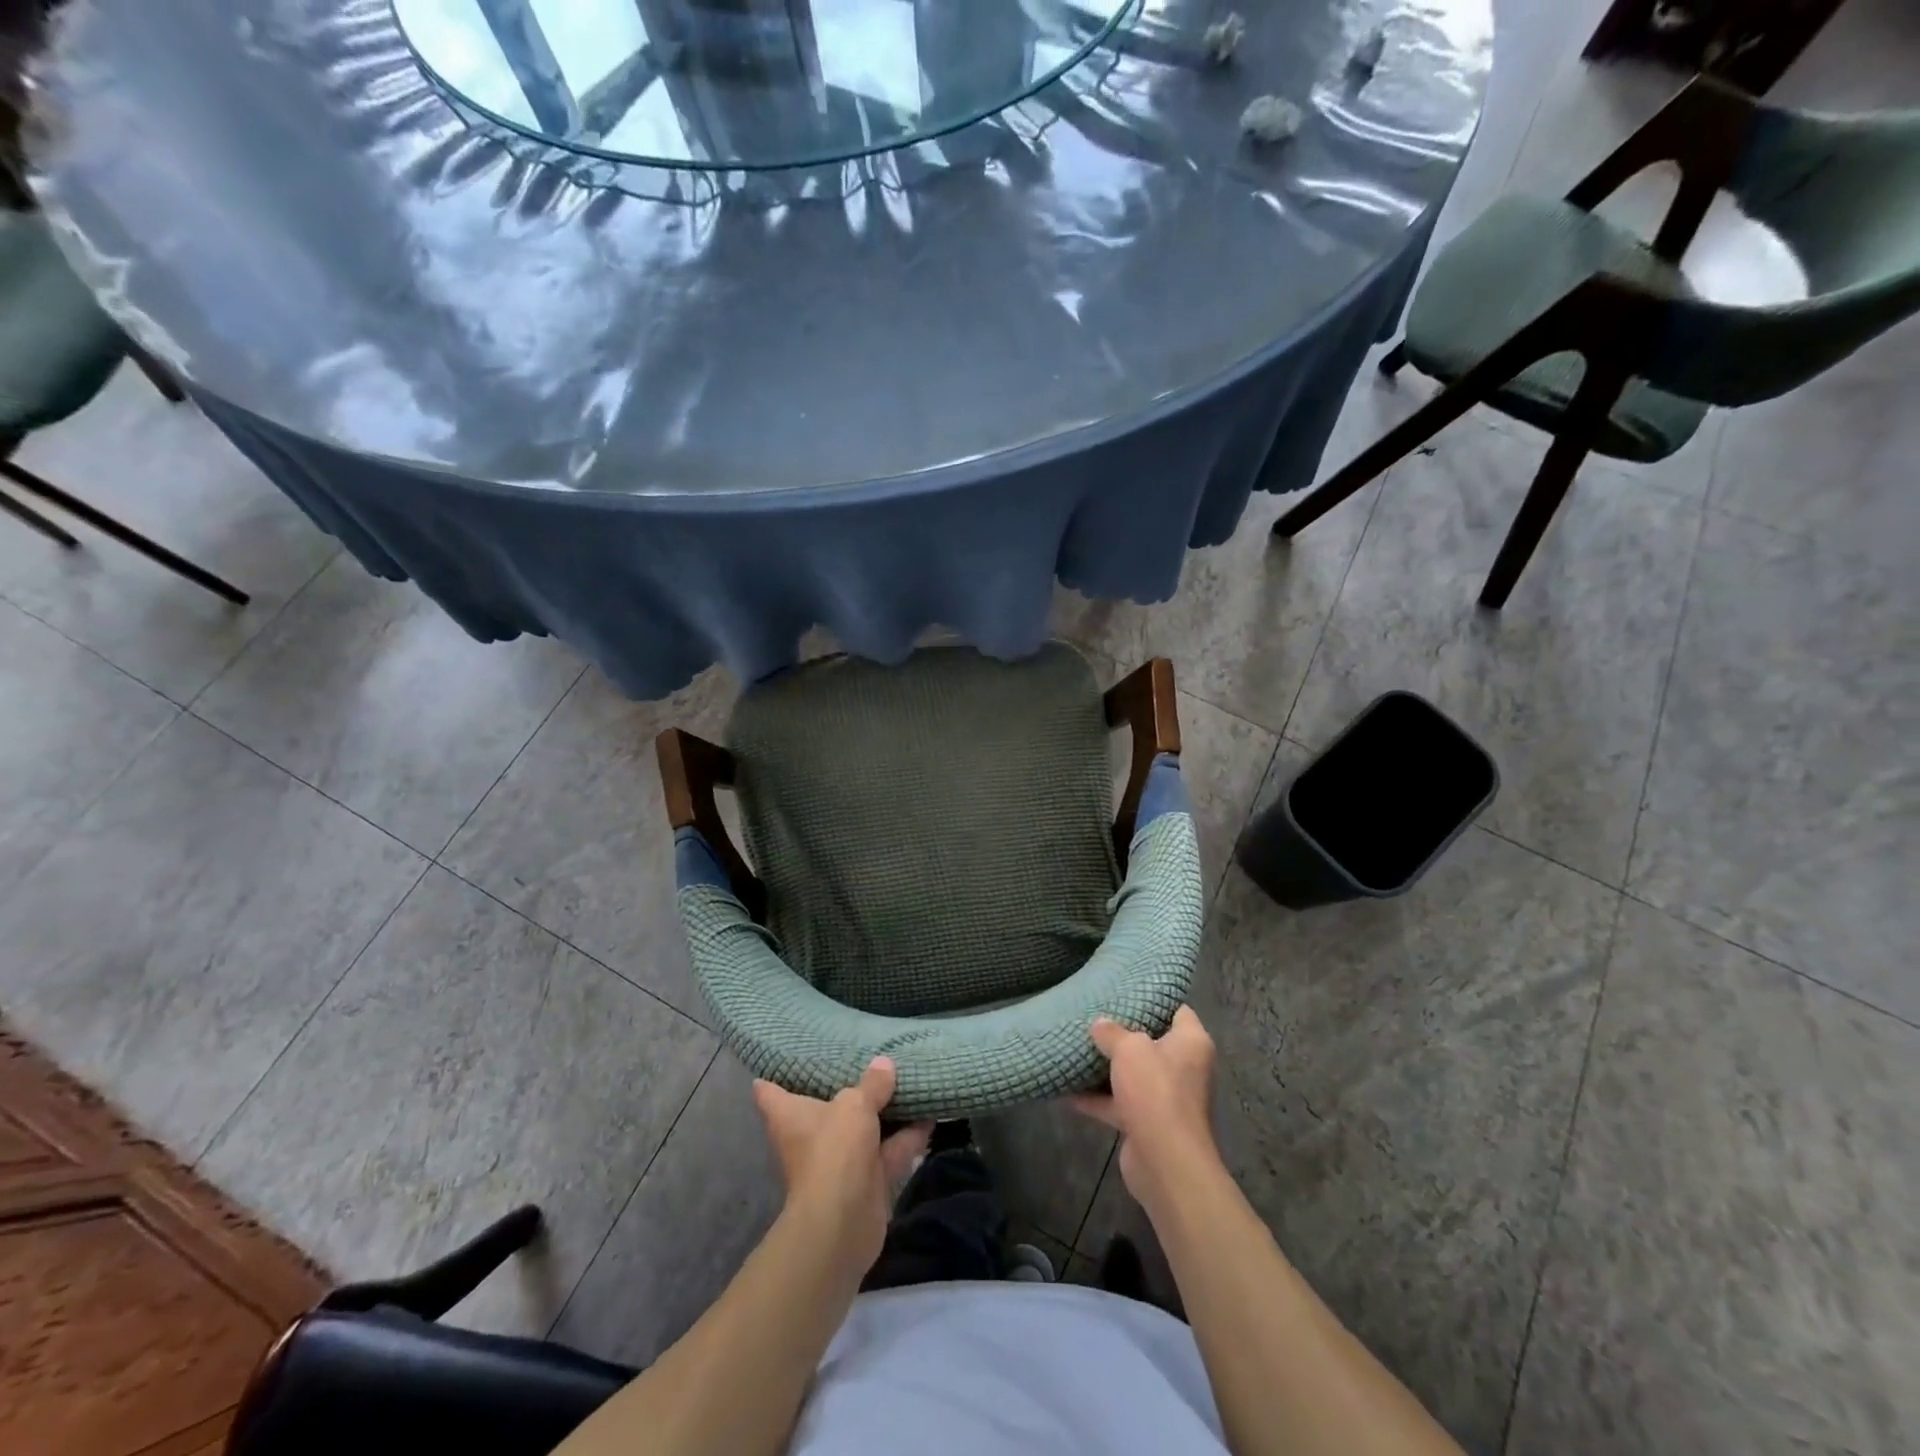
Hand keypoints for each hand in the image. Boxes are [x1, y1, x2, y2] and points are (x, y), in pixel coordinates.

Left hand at [753, 1058, 931, 1274]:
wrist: (844, 1222)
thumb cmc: (834, 1150)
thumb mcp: (855, 1105)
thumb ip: (872, 1084)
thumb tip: (884, 1064)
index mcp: (790, 1116)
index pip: (769, 1092)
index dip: (774, 1074)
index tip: (789, 1057)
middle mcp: (811, 1136)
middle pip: (825, 1106)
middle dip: (845, 1087)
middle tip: (865, 1056)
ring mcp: (839, 1159)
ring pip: (863, 1128)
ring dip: (885, 1111)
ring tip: (908, 1078)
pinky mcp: (866, 1180)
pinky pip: (889, 1150)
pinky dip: (908, 1136)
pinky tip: (930, 1114)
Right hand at [1069, 1006, 1218, 1216]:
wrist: (1164, 1160)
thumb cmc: (1155, 1090)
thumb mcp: (1129, 1048)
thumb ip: (1112, 1032)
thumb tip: (1099, 1024)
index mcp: (1191, 1043)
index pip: (1177, 1011)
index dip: (1155, 999)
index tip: (1127, 991)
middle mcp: (1183, 1068)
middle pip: (1151, 1042)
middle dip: (1123, 1034)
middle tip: (1095, 1015)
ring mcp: (1165, 1097)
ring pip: (1132, 1074)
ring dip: (1107, 1067)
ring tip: (1077, 1048)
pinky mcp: (1147, 1123)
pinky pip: (1118, 1104)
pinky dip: (1096, 1099)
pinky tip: (1066, 1091)